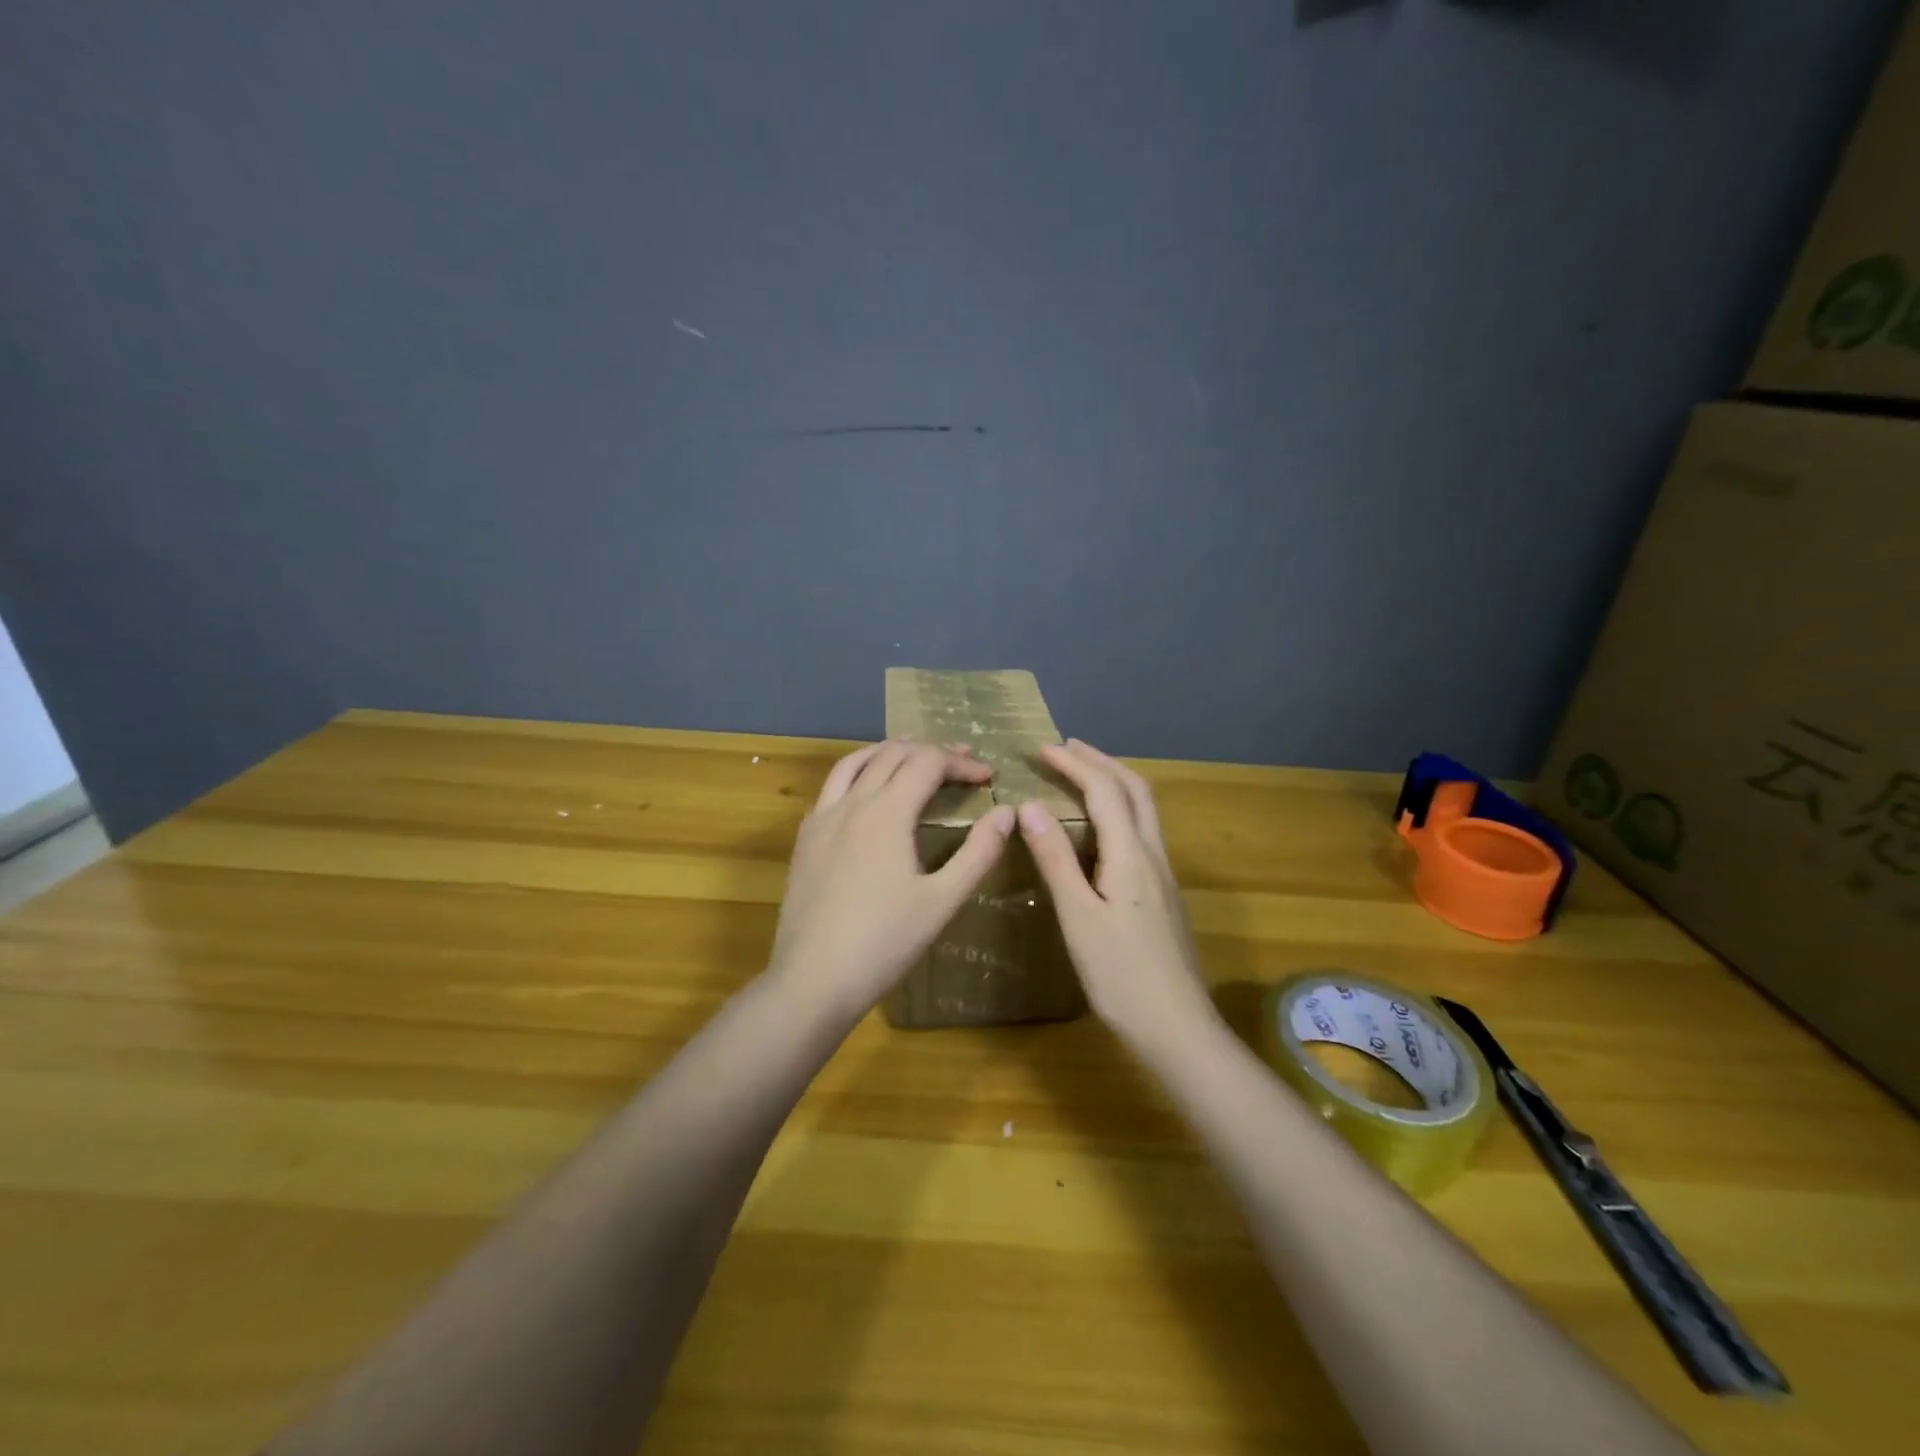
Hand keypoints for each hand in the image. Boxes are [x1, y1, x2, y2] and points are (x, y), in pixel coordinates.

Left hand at [767, 740, 1015, 1021]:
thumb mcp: (942, 901)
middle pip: (893, 754)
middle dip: (930, 751)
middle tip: (961, 762)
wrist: (813, 980)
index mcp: (887, 812)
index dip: (961, 763)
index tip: (988, 776)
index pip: (928, 763)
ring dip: (889, 752)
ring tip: (913, 754)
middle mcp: (851, 802)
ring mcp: (822, 818)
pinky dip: (858, 772)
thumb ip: (978, 853)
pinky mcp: (805, 838)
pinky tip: (866, 791)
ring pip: (855, 762)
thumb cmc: (884, 943)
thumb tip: (1007, 814)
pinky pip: (832, 786)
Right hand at [1018, 740, 1219, 1055]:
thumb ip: (1055, 859)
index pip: (1104, 791)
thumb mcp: (1078, 916)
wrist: (1177, 1027)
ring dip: (1115, 782)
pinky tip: (1102, 828)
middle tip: (1068, 748)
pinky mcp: (1164, 894)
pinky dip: (1121, 808)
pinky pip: (1143, 831)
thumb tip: (1030, 806)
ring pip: (1145, 809)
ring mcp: (1164, 875)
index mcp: (1131, 855)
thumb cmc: (1120, 975)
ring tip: (1083, 775)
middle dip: (1101, 761)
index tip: (1043, 748)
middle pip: (1135, 790)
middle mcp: (1153, 855)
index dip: (1074, 764)